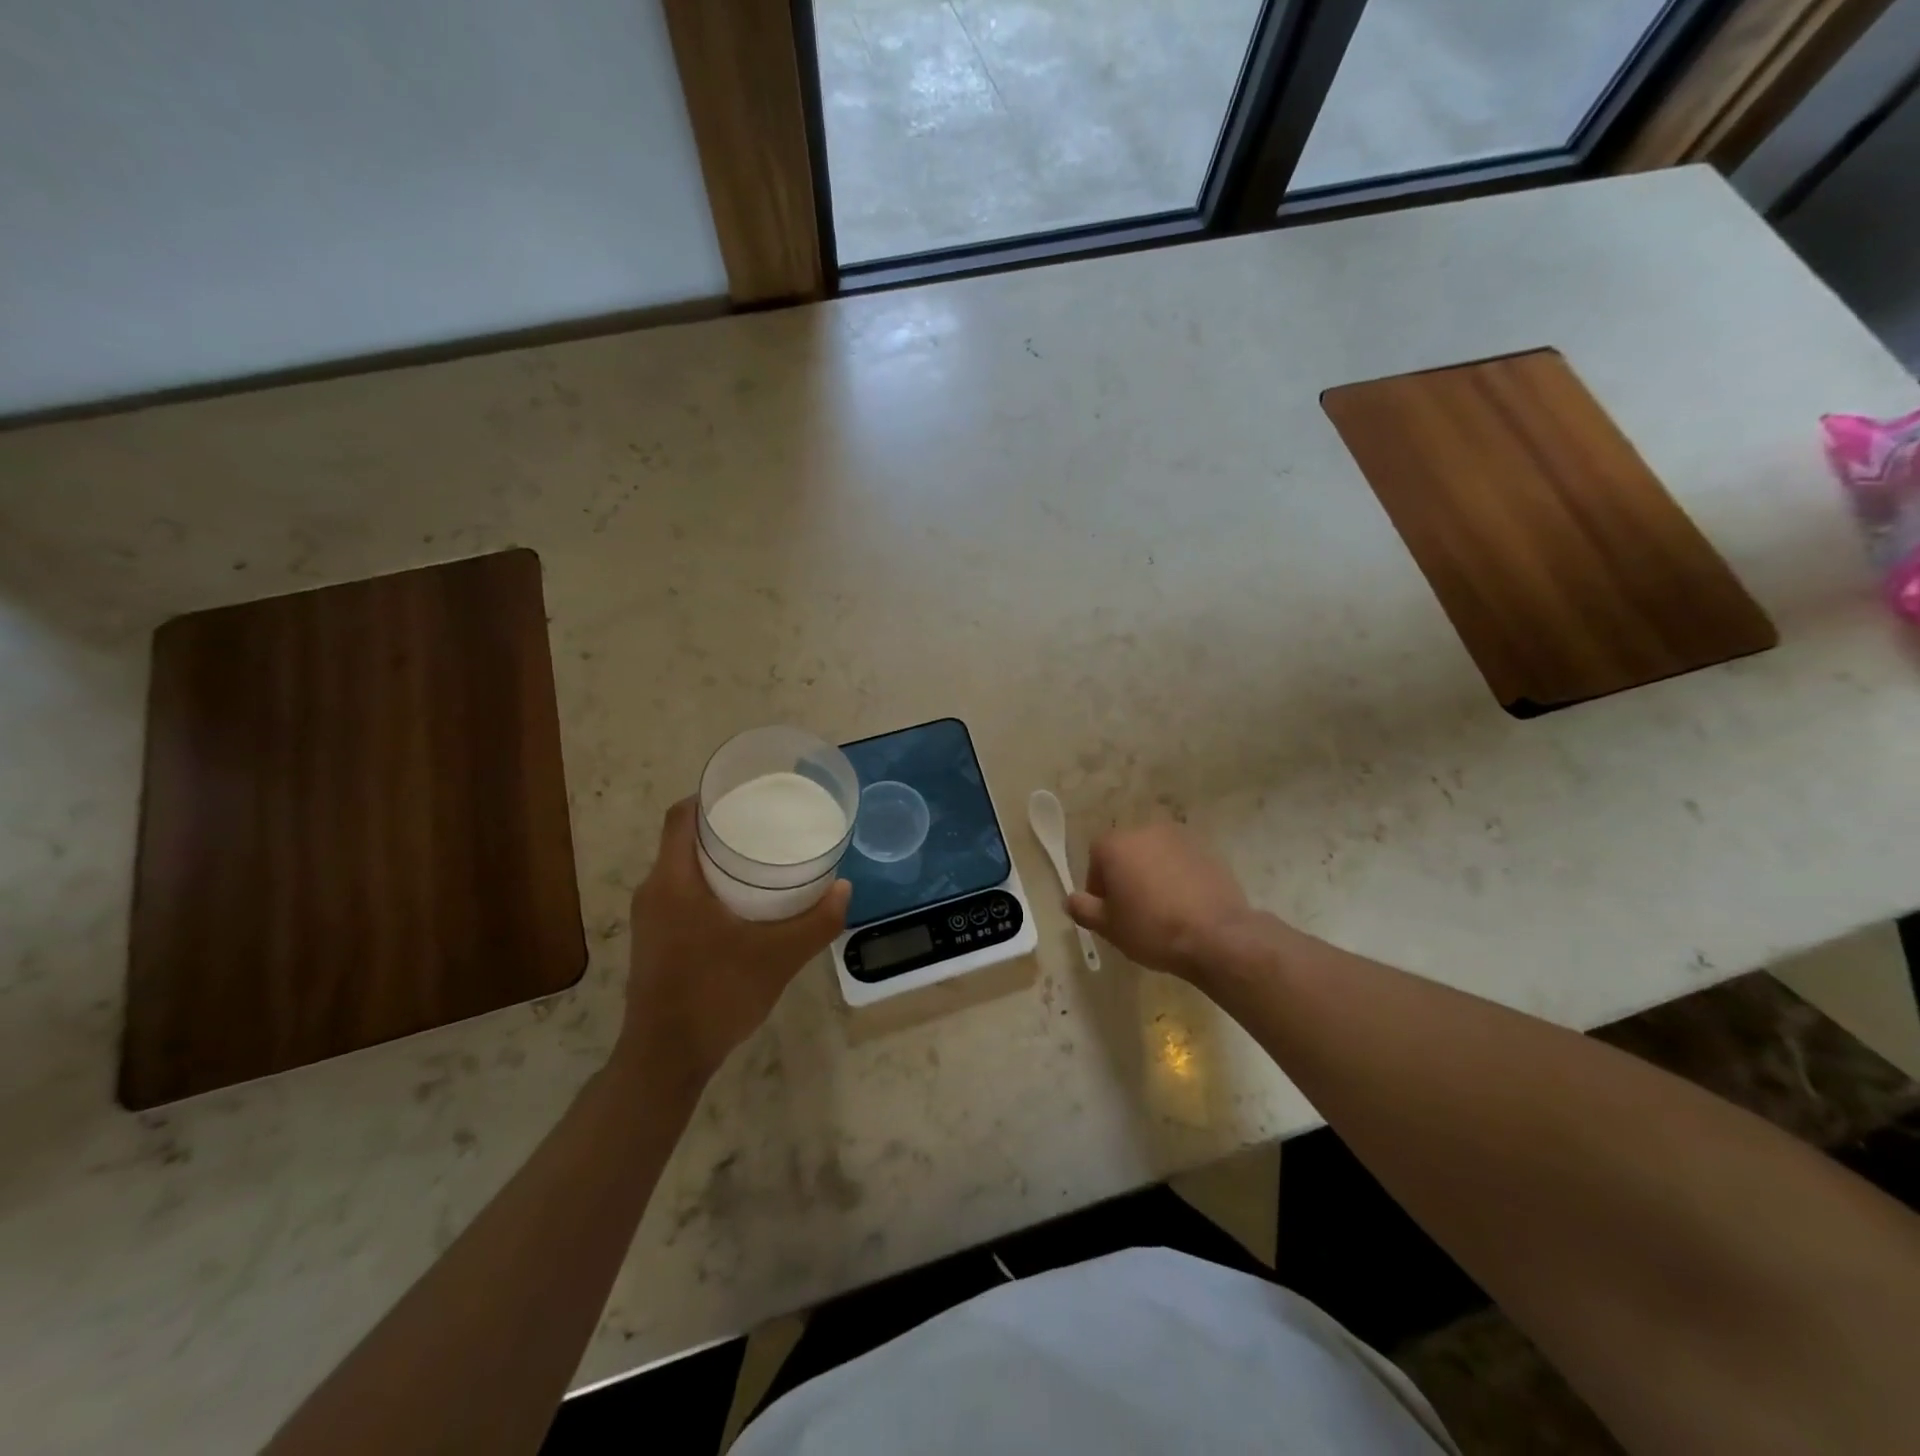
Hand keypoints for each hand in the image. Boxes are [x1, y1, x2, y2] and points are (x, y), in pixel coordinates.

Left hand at [615, 799, 849, 1090]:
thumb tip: (844, 888)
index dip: (709, 797)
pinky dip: (708, 884)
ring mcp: (650, 918)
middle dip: (723, 826)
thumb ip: (816, 922)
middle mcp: (653, 892)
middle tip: (767, 824)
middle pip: (682, 839)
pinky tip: (743, 901)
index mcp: (673, 882)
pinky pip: (680, 893)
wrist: (665, 1059)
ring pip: (682, 868)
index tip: (747, 792)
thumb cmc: (716, 995)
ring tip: (761, 857)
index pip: (680, 817)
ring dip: (715, 858)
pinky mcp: (654, 940)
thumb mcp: (778, 957)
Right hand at [1068, 822, 1250, 981]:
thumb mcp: (1108, 926)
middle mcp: (1145, 831)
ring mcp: (1179, 838)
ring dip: (1152, 875)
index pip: (1095, 859)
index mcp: (1115, 845)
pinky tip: (1185, 905)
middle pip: (1126, 853)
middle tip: (1133, 911)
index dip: (1099, 887)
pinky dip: (1178, 877)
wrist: (1216, 935)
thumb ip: (1083, 909)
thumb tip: (1070, 899)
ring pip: (1155, 856)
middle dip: (1125, 877)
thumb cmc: (1151, 928)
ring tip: (1161, 909)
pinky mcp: (1206, 850)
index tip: (1109, 912)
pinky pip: (1181, 862)